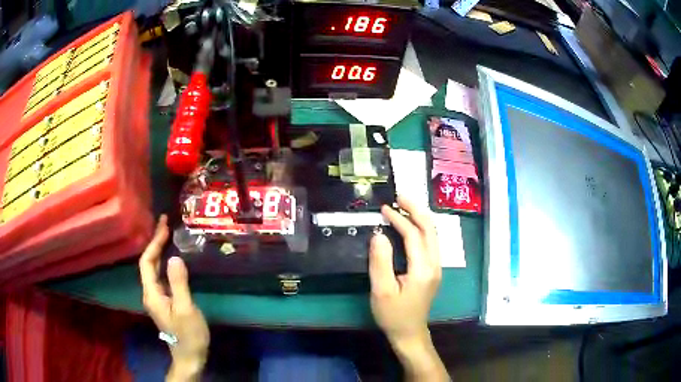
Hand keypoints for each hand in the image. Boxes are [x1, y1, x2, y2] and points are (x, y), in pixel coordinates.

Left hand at [139, 215, 209, 380]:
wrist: (189, 355)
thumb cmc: (189, 334)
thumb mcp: (186, 309)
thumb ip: (179, 283)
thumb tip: (174, 257)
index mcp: (152, 293)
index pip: (147, 261)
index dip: (154, 242)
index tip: (164, 225)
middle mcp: (150, 293)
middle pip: (148, 263)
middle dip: (155, 242)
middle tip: (166, 224)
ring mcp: (156, 297)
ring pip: (153, 269)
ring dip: (159, 251)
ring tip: (168, 235)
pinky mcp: (164, 301)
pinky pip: (160, 276)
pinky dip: (164, 262)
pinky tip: (171, 258)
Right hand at [369, 197, 447, 380]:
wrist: (409, 333)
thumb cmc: (393, 315)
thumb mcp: (381, 291)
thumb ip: (380, 262)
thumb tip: (379, 234)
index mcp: (423, 269)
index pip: (414, 235)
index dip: (399, 219)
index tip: (384, 208)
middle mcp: (435, 264)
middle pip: (430, 229)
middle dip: (416, 210)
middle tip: (399, 197)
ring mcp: (436, 267)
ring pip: (433, 234)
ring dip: (420, 218)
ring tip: (404, 206)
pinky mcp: (433, 271)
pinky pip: (430, 242)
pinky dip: (421, 229)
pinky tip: (410, 226)